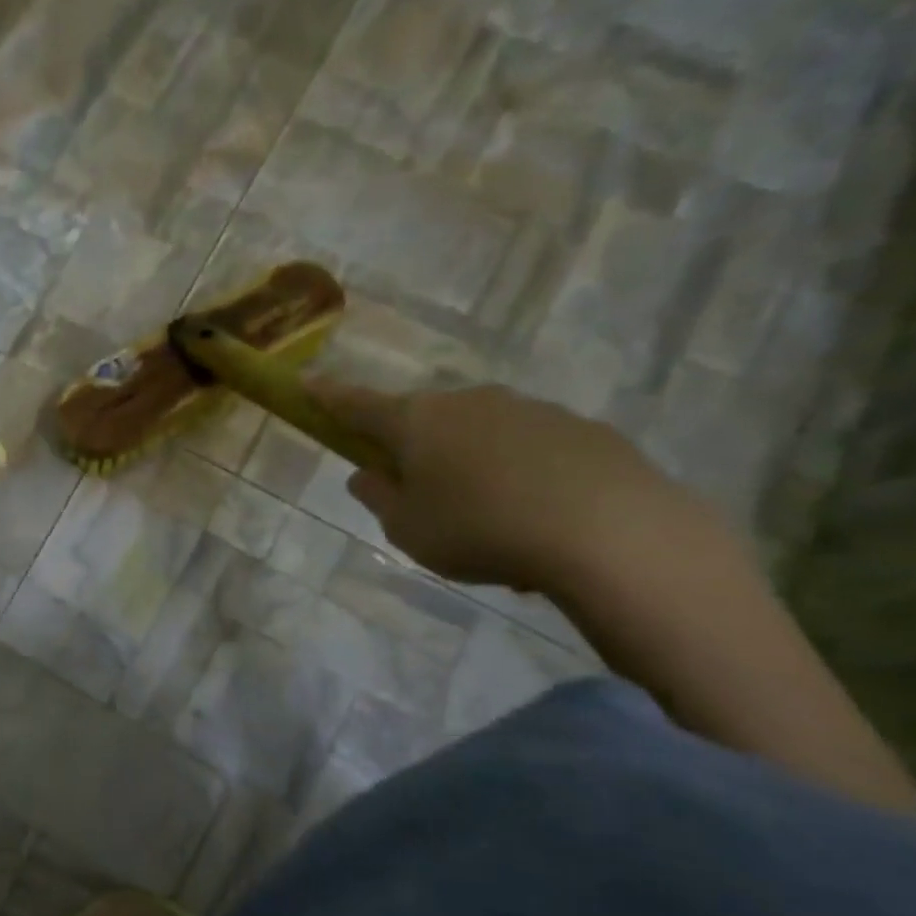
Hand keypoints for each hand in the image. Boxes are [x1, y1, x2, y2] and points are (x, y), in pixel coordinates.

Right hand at [307, 377, 719, 594]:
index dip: (327, 396)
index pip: (357, 404)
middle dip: (412, 447)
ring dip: (469, 465)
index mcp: (417, 422)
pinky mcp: (580, 429)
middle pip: (424, 419)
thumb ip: (379, 498)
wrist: (611, 532)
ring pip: (479, 435)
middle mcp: (469, 403)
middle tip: (418, 495)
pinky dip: (519, 476)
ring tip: (488, 523)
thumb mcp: (407, 530)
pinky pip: (528, 451)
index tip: (304, 382)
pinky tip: (536, 521)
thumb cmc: (481, 530)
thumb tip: (368, 473)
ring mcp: (529, 410)